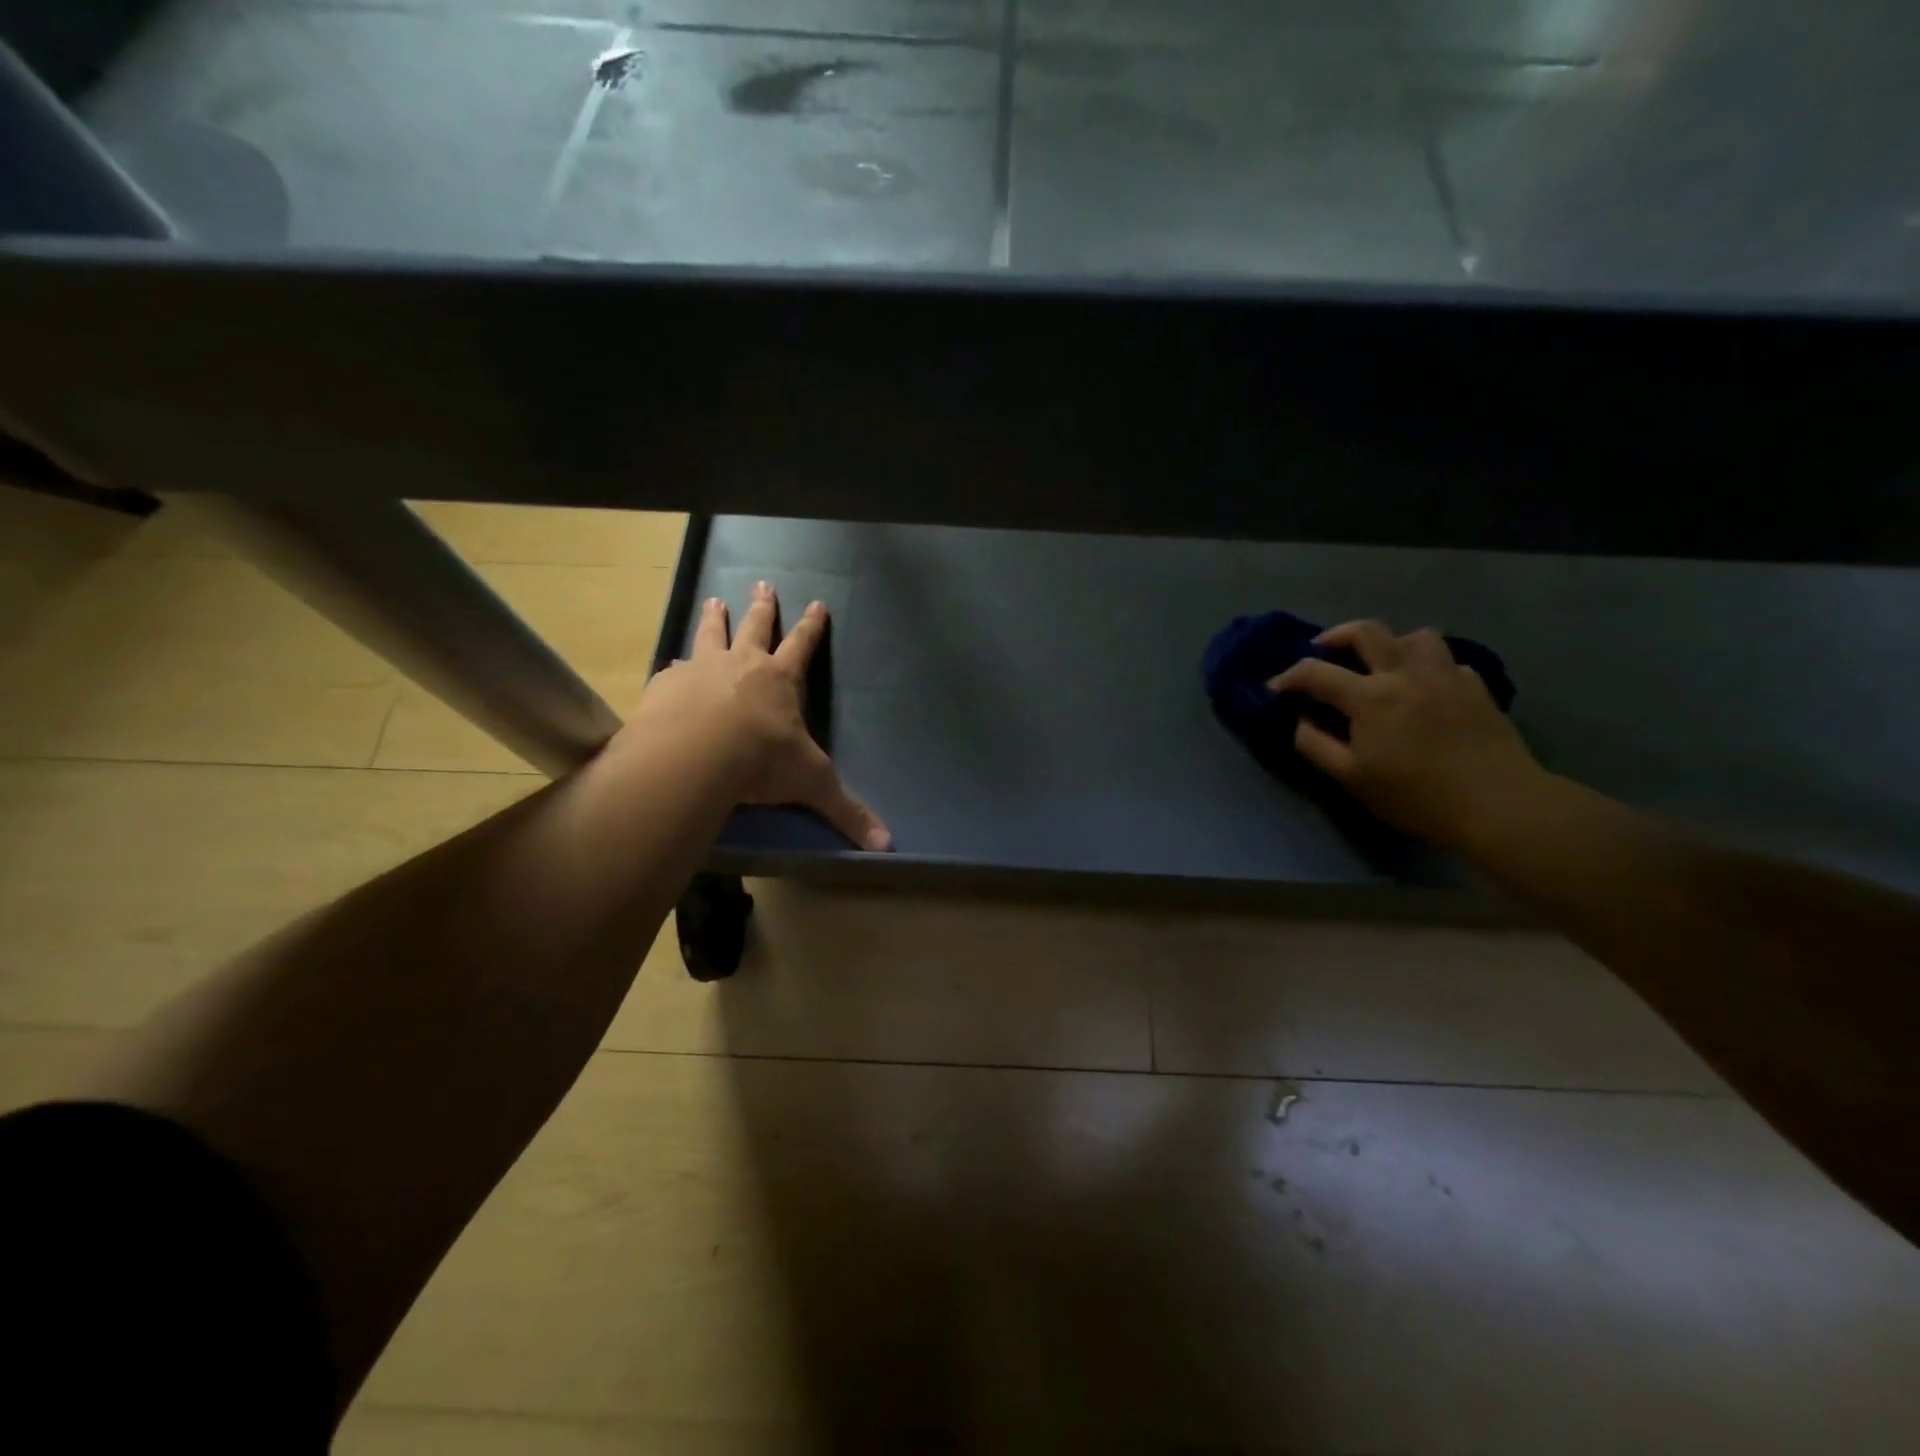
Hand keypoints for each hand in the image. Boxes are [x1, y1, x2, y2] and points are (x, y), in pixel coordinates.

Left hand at [628, 582, 890, 850]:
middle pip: (755, 627)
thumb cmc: (761, 760)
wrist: (694, 754)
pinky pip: (672, 670)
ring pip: (710, 635)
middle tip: (761, 584)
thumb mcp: (811, 784)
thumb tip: (886, 845)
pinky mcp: (666, 685)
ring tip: (713, 600)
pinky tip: (669, 667)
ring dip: (714, 618)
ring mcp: (701, 670)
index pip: (803, 646)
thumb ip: (845, 811)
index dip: (812, 626)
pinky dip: (674, 667)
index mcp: (780, 680)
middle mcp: (742, 665)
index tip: (817, 603)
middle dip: (762, 607)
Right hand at [1268, 620, 1545, 850]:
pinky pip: (1447, 660)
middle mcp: (1405, 673)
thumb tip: (1300, 721)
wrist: (1499, 805)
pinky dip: (1427, 665)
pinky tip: (1423, 687)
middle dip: (1335, 636)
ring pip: (1415, 635)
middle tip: (1323, 651)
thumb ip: (1316, 745)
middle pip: (1366, 631)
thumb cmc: (1416, 796)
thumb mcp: (1351, 779)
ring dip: (1389, 643)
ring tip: (1380, 664)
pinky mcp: (1476, 687)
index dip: (1288, 677)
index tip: (1275, 688)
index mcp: (1370, 697)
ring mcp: (1446, 675)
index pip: (1315, 672)